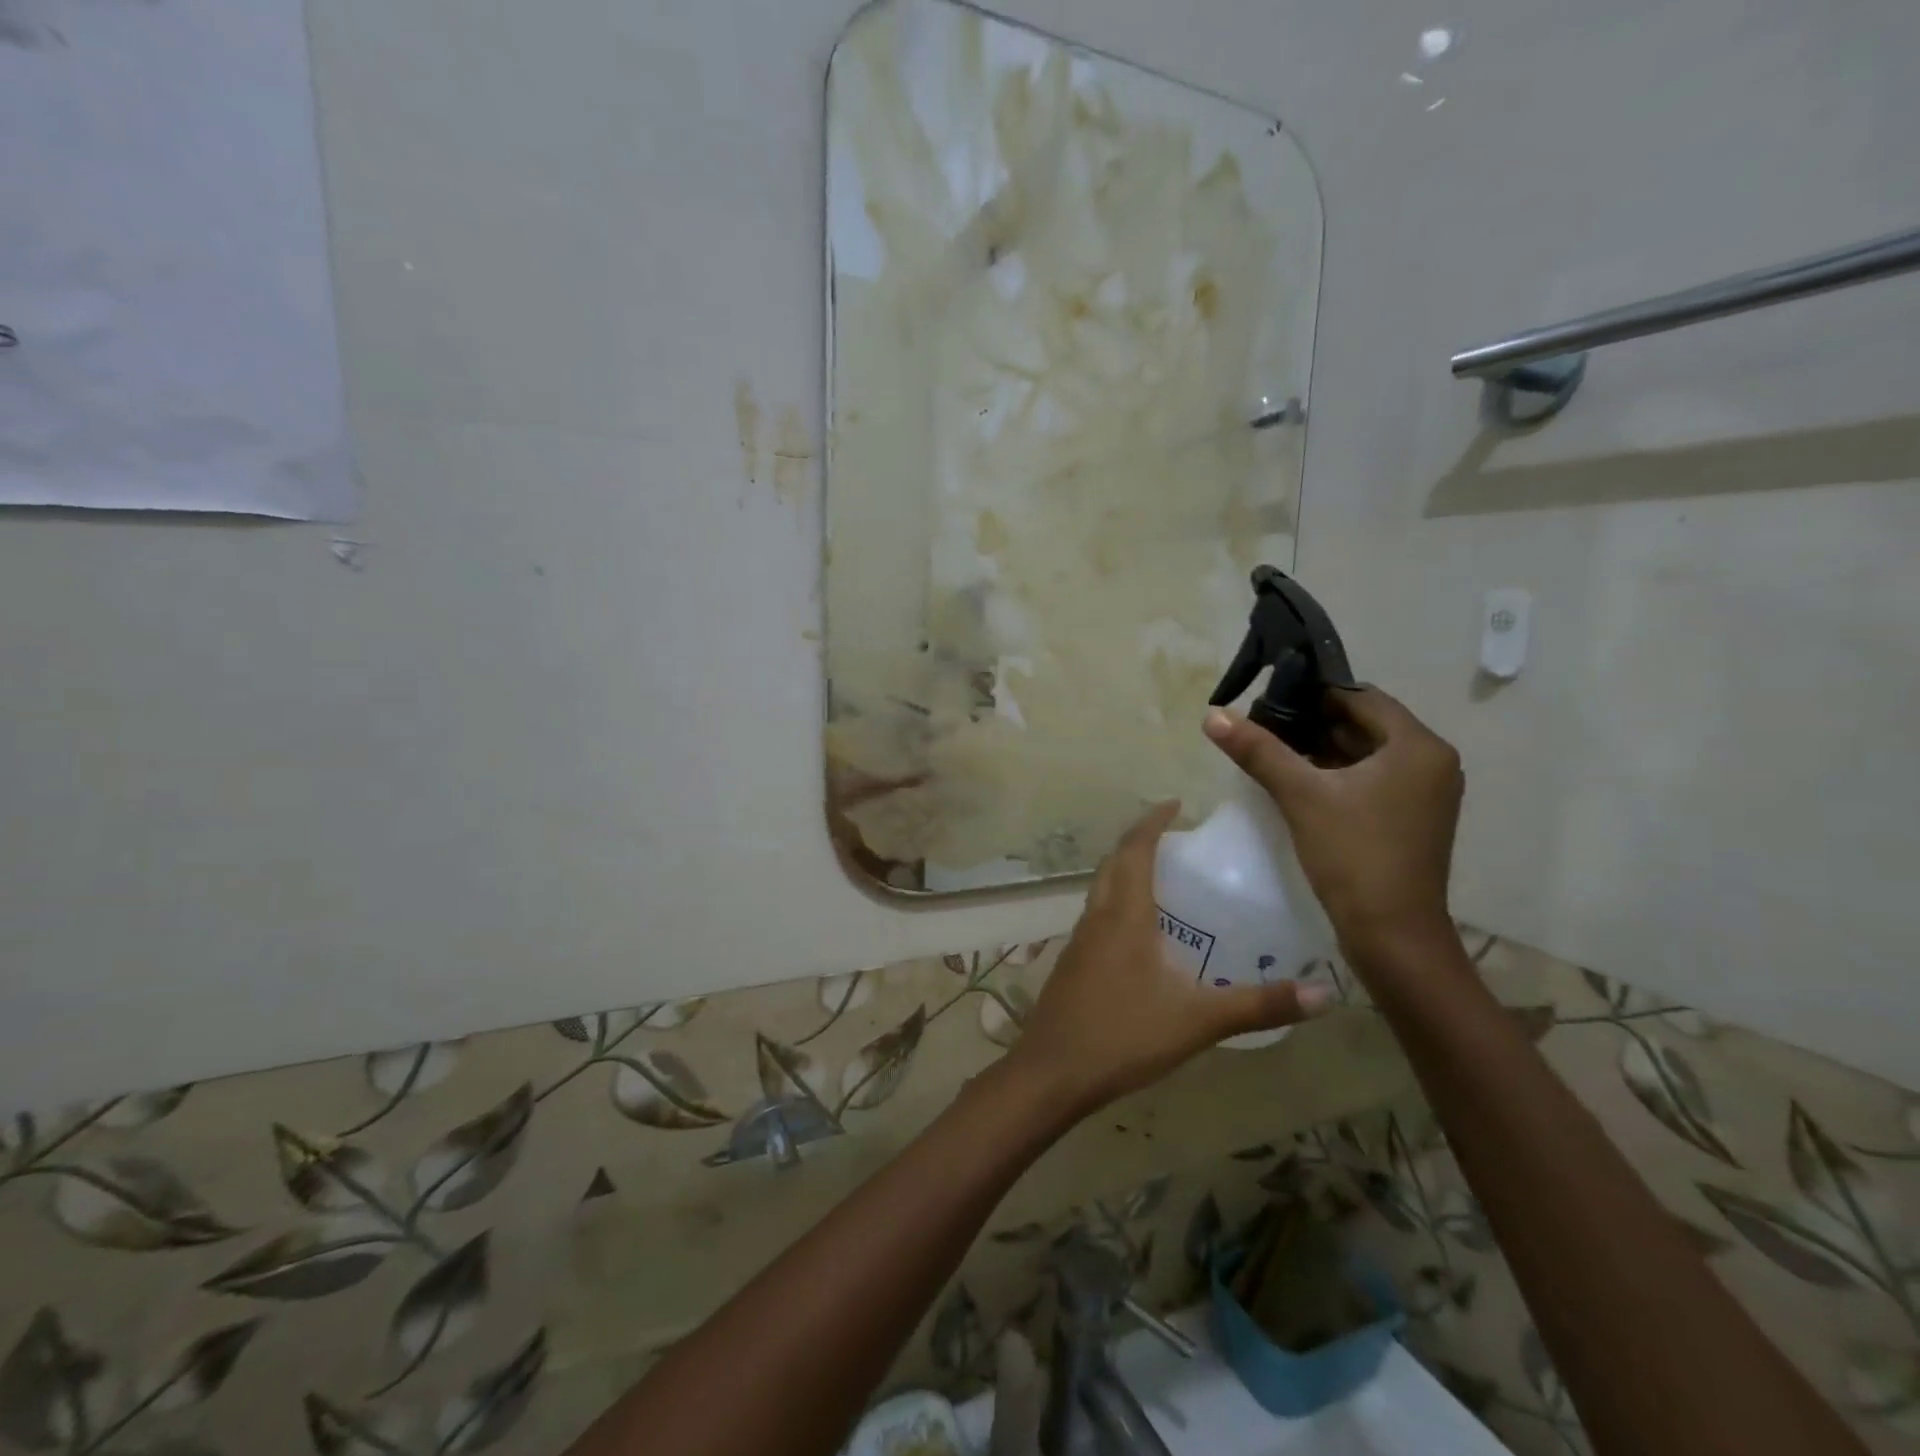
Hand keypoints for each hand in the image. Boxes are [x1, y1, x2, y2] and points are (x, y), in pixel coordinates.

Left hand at [1007, 801, 1328, 1113]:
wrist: (1052, 1071)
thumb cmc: (1123, 1035)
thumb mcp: (1198, 1020)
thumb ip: (1259, 1005)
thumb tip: (1326, 993)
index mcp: (1124, 914)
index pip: (1134, 849)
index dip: (1152, 821)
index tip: (1176, 804)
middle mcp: (1097, 916)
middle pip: (1114, 862)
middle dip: (1139, 842)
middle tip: (1175, 839)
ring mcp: (1079, 940)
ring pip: (1101, 888)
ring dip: (1126, 871)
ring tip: (1163, 879)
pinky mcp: (1072, 963)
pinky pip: (1097, 915)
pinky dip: (1118, 903)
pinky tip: (1141, 934)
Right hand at [1203, 688, 1462, 965]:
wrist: (1392, 935)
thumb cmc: (1353, 856)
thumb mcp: (1301, 796)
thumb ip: (1258, 750)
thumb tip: (1213, 715)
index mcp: (1418, 746)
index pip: (1361, 697)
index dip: (1313, 694)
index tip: (1269, 699)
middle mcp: (1431, 761)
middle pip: (1365, 724)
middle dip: (1314, 723)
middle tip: (1263, 726)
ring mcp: (1425, 792)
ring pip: (1367, 753)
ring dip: (1323, 749)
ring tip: (1273, 751)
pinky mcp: (1412, 817)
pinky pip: (1372, 779)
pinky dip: (1338, 774)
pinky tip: (1299, 781)